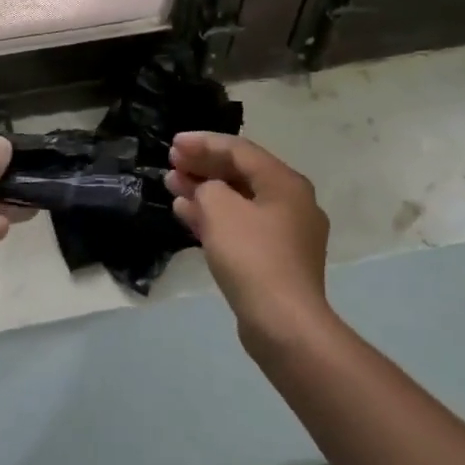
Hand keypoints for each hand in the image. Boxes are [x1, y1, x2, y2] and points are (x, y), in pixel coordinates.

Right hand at [165, 132, 329, 338]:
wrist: (283, 322)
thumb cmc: (252, 256)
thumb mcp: (220, 209)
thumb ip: (207, 187)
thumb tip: (208, 191)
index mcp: (285, 182)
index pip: (240, 150)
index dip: (204, 143)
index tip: (173, 143)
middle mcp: (292, 202)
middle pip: (241, 174)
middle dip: (203, 166)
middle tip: (172, 162)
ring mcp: (286, 233)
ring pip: (239, 201)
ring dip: (205, 191)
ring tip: (172, 185)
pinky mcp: (276, 259)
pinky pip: (241, 226)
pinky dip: (215, 217)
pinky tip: (186, 214)